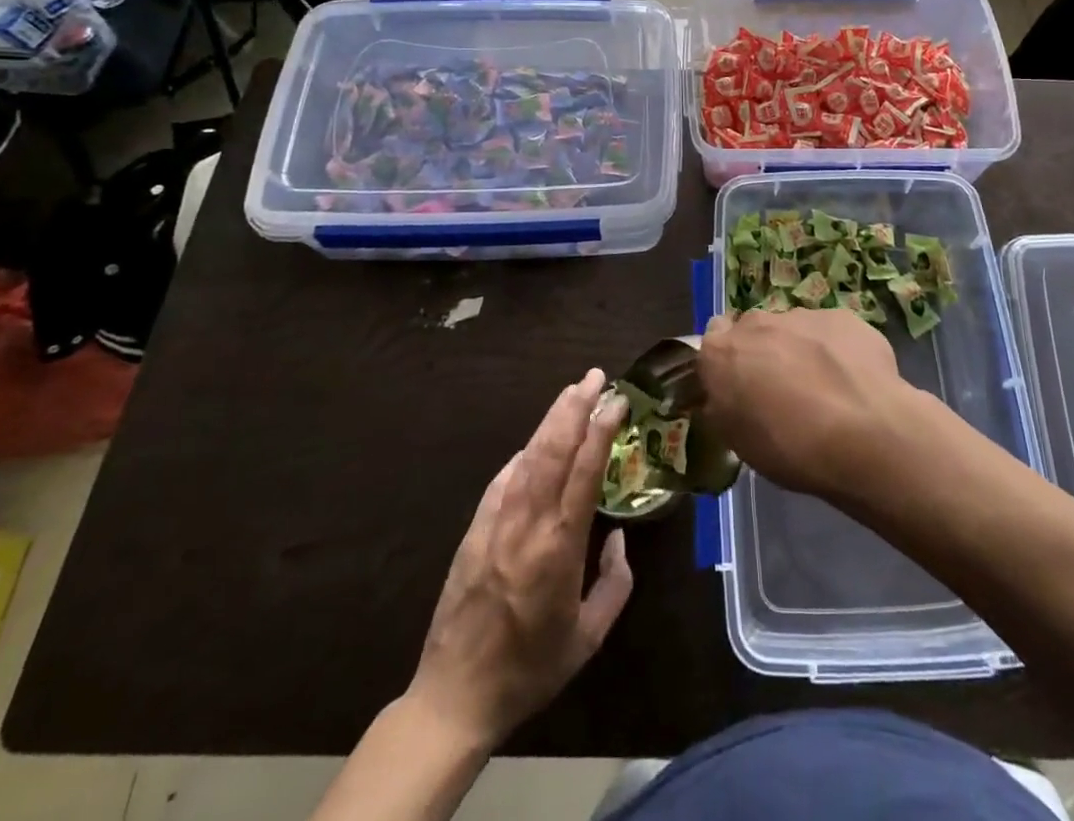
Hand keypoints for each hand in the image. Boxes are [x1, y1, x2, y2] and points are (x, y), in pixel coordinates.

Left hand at [410, 370, 632, 746]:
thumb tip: (618, 539)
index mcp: (559, 546)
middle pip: (553, 450)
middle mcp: (527, 523)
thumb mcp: (589, 638)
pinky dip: (523, 454)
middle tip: (595, 377)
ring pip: (527, 456)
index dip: (601, 430)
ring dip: (551, 420)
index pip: (584, 471)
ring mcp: (495, 523)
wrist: (455, 696)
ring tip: (571, 393)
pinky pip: (503, 480)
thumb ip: (615, 584)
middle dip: (575, 407)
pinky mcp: (474, 530)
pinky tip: (535, 443)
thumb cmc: (531, 669)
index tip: (616, 400)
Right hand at [697, 307, 910, 496]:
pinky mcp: (844, 316)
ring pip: (795, 329)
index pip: (713, 339)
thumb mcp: (738, 442)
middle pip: (754, 330)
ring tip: (825, 391)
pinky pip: (832, 332)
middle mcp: (757, 323)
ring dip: (801, 350)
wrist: (863, 434)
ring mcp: (803, 315)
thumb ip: (724, 406)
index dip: (727, 361)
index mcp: (722, 352)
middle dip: (764, 352)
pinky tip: (853, 382)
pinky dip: (837, 351)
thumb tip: (725, 396)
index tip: (740, 385)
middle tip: (782, 391)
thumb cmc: (789, 447)